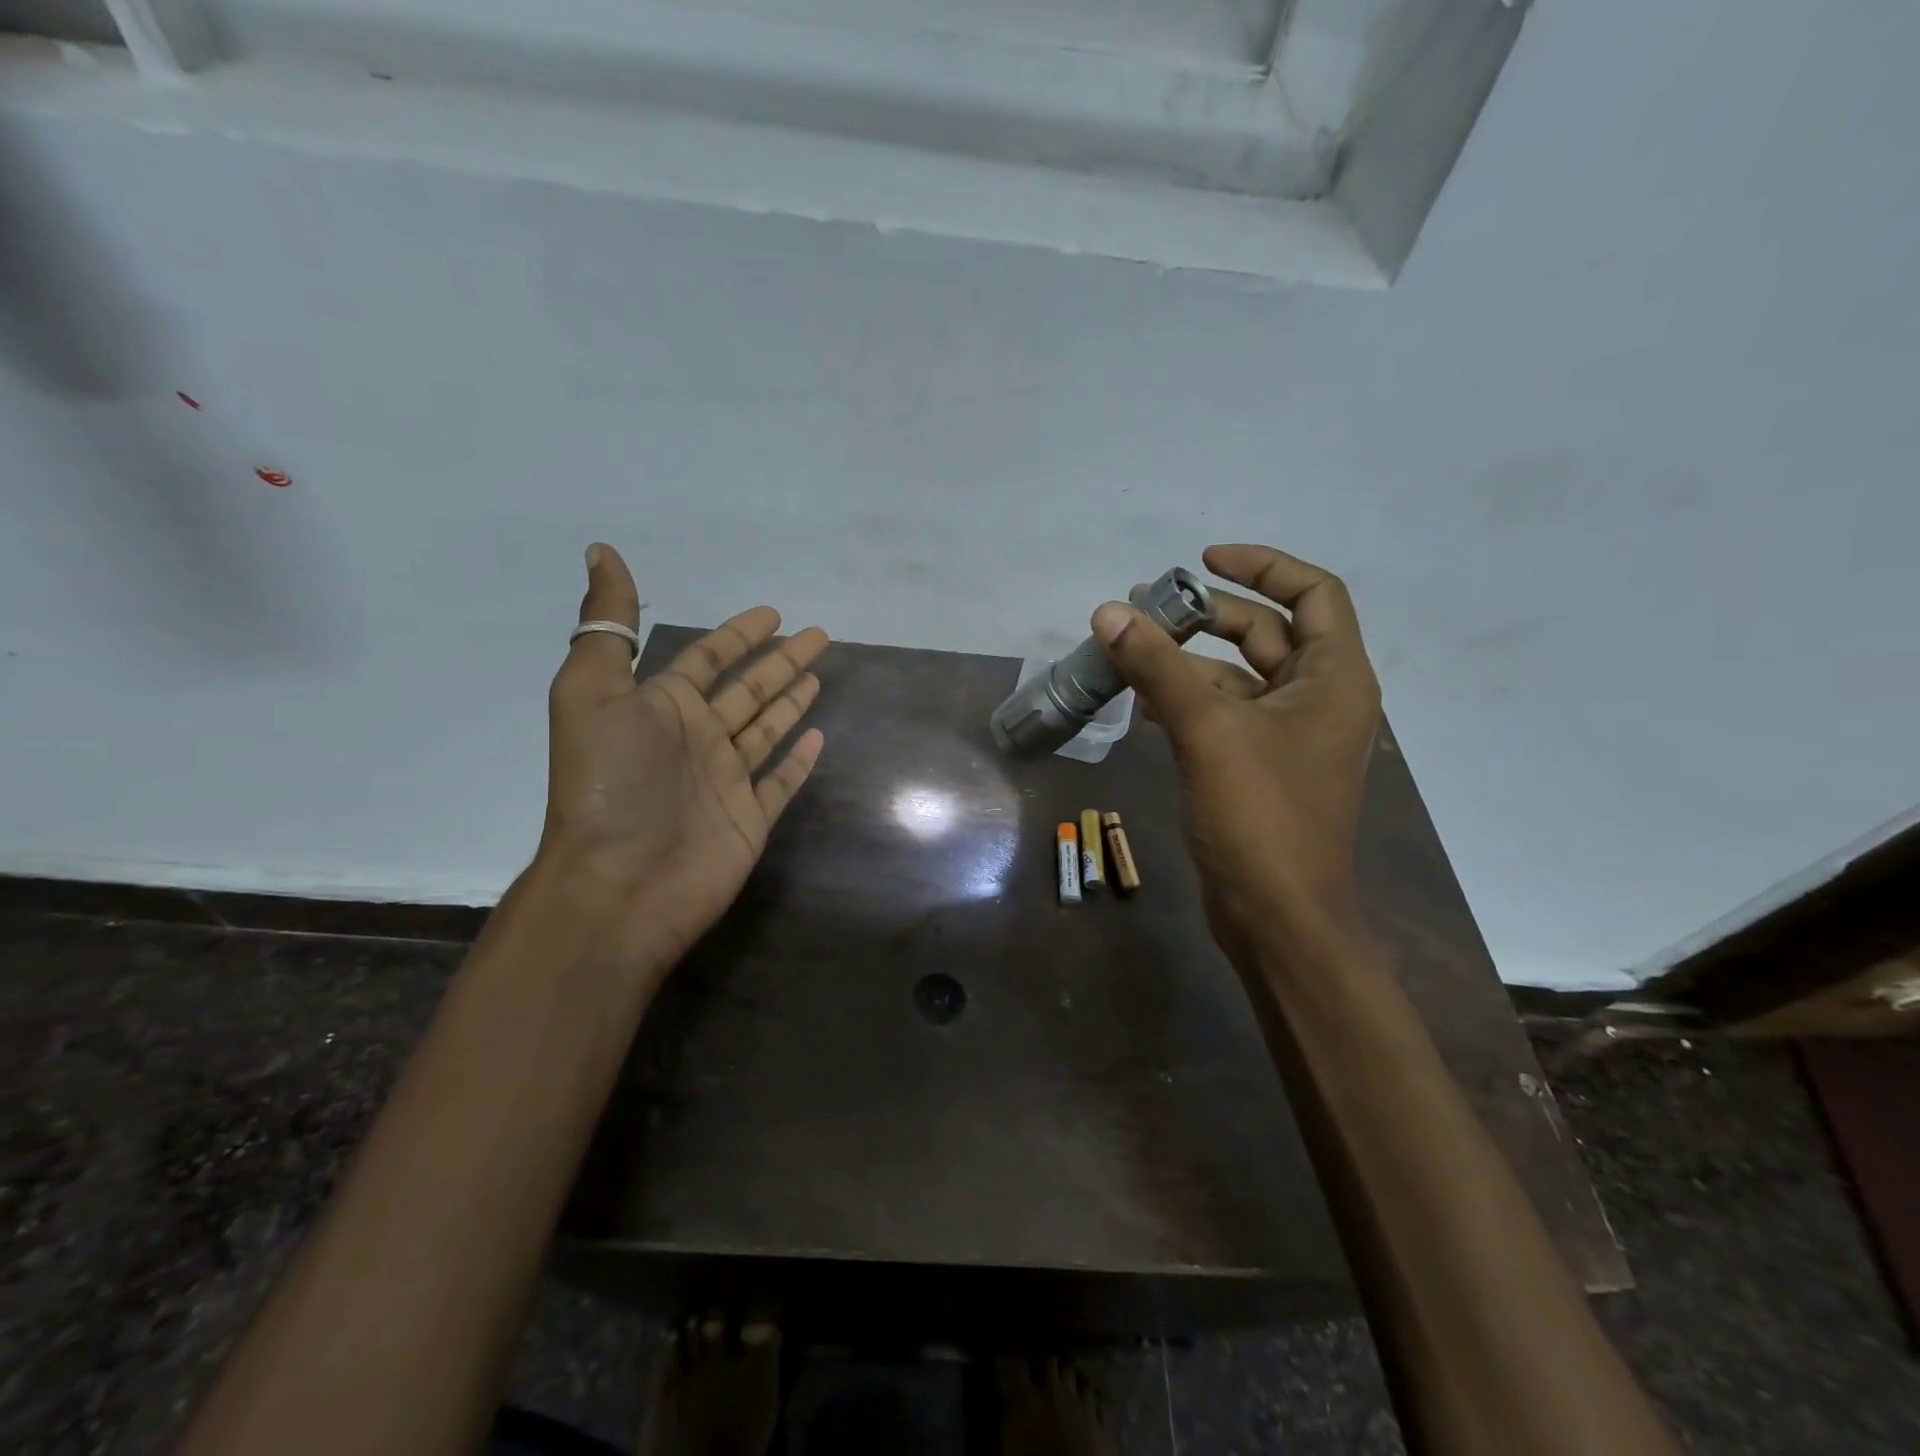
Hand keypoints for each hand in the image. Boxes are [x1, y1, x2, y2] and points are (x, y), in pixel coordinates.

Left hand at [538, 543, 827, 975]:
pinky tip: (818, 738)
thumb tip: (601, 551)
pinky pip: (780, 781)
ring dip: (791, 702)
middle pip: (749, 689)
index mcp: (663, 707)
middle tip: (818, 635)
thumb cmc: (609, 785)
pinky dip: (798, 760)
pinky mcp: (750, 818)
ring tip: (818, 676)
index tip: (772, 613)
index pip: (709, 658)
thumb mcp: (592, 692)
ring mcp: (726, 780)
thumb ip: (607, 626)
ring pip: (767, 729)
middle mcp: (697, 738)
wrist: (619, 884)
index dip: (739, 634)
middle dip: (781, 660)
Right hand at [1092, 544, 1380, 959]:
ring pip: (1239, 677)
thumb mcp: (1207, 731)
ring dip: (1190, 661)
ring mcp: (1290, 737)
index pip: (1312, 592)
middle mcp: (1320, 699)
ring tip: (1131, 651)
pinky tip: (1144, 702)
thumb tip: (1109, 612)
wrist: (1278, 916)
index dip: (1260, 565)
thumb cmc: (1260, 816)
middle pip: (1268, 632)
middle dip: (1209, 615)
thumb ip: (1158, 667)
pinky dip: (1189, 701)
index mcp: (1335, 678)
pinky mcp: (1261, 767)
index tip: (1201, 561)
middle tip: (1147, 609)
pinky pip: (1226, 715)